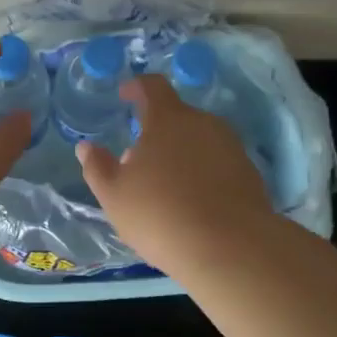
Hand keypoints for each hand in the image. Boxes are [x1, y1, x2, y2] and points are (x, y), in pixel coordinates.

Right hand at [77, 74, 271, 273]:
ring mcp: (231, 147)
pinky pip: (218, 162)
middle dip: (156, 131)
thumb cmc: (161, 214)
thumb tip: (86, 147)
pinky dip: (203, 173)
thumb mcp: (114, 195)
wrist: (232, 249)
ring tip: (166, 186)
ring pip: (198, 140)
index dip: (136, 87)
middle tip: (139, 160)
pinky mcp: (249, 173)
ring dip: (180, 153)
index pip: (152, 86)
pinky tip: (194, 203)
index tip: (125, 95)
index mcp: (168, 119)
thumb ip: (97, 167)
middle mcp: (203, 123)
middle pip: (176, 116)